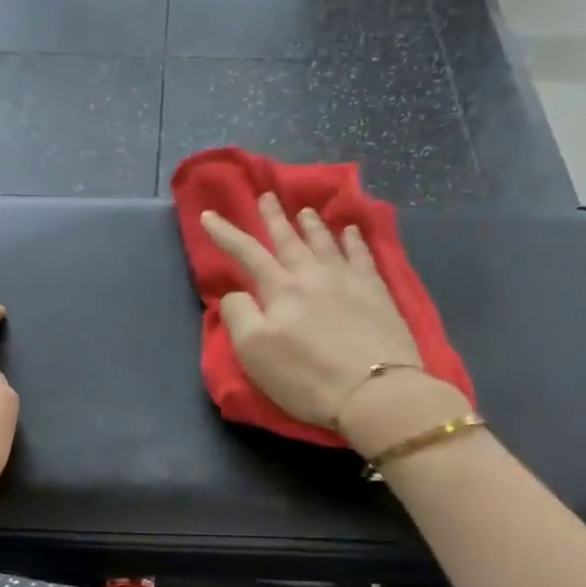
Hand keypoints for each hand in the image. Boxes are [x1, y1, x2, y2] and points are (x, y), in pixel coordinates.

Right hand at [200, 194, 461, 445]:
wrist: (374, 390)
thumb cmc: (306, 377)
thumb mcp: (254, 353)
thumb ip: (238, 315)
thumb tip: (236, 294)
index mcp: (279, 290)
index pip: (247, 253)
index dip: (225, 233)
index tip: (209, 215)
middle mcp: (312, 275)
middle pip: (289, 240)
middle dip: (274, 218)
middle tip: (266, 196)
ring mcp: (348, 280)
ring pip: (326, 242)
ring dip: (312, 225)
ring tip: (305, 211)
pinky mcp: (377, 292)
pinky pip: (362, 255)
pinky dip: (354, 240)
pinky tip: (351, 231)